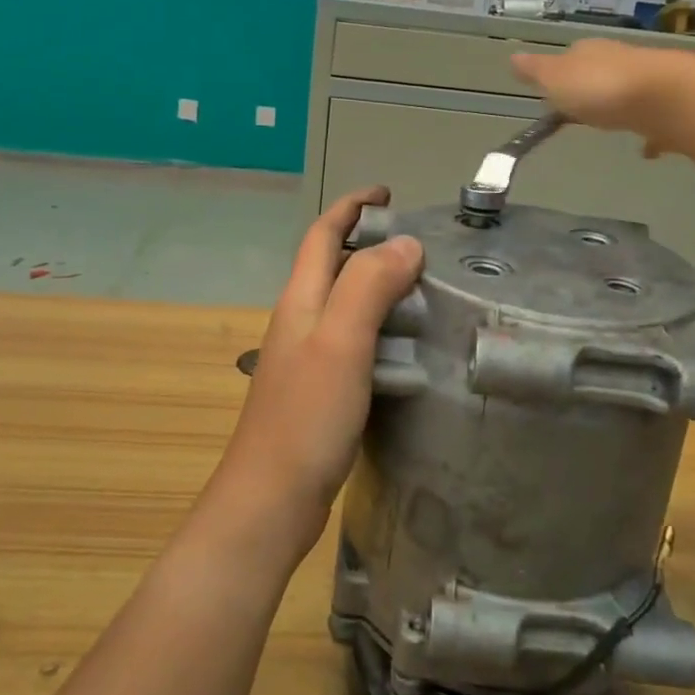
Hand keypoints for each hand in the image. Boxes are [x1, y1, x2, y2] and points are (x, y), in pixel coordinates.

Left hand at [211, 187, 422, 559]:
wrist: (271, 500)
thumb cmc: (305, 416)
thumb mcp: (341, 341)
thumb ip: (369, 286)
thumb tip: (406, 243)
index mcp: (301, 300)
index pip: (323, 235)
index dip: (351, 207)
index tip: (387, 194)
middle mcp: (300, 321)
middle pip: (332, 265)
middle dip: (369, 242)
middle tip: (420, 245)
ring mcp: (307, 358)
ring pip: (345, 304)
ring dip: (378, 286)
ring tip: (424, 289)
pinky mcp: (320, 390)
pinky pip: (354, 341)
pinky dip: (381, 328)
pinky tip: (408, 347)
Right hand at [510, 41, 686, 154]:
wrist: (668, 98)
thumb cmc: (602, 88)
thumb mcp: (556, 79)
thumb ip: (536, 71)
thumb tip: (513, 56)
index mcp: (590, 52)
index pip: (571, 57)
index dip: (561, 73)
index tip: (554, 92)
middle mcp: (621, 60)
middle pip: (602, 71)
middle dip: (593, 88)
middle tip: (583, 109)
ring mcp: (650, 82)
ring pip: (630, 92)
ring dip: (621, 106)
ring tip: (613, 125)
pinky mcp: (673, 106)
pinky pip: (655, 120)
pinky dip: (650, 133)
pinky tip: (647, 151)